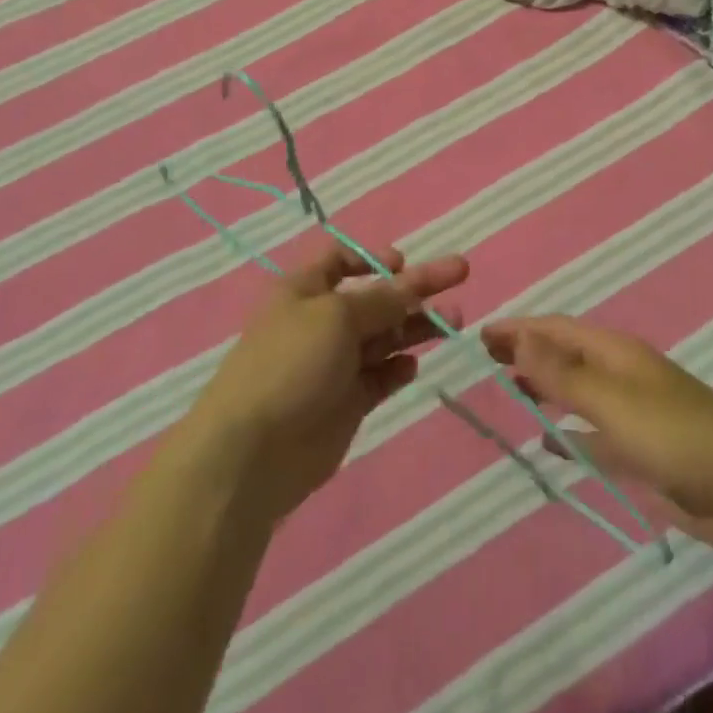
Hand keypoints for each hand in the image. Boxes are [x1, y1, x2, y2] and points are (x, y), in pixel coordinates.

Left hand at [189, 239, 468, 523]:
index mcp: (305, 290)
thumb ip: (382, 300)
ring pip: (385, 336)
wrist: (252, 454)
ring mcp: (334, 364)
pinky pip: (380, 376)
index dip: (372, 257)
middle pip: (376, 297)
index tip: (403, 262)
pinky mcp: (346, 403)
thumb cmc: (290, 364)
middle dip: (417, 286)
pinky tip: (412, 366)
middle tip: (460, 272)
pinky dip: (398, 368)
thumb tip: (411, 285)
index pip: (339, 260)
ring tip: (454, 321)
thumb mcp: (338, 315)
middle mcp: (321, 322)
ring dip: (417, 326)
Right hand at [482, 316, 712, 561]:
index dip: (520, 328)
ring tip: (511, 391)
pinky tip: (549, 442)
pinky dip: (569, 433)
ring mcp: (633, 413)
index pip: (558, 329)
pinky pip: (593, 433)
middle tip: (486, 360)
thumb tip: (520, 336)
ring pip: (578, 392)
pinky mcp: (641, 451)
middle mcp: (621, 374)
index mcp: (616, 352)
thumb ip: (564, 374)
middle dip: (529, 353)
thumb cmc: (677, 436)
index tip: (481, 335)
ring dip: (545, 388)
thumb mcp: (614, 401)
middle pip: (566, 356)